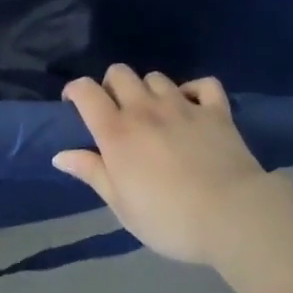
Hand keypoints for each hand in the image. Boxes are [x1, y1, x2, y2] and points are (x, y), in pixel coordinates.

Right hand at [52, 65, 272, 264]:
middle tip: (117, 111)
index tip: (74, 106)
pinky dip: (196, 90)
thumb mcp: (122, 206)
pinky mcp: (216, 111)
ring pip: (156, 77)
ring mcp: (182, 105)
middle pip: (120, 72)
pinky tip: (193, 106)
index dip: (75, 90)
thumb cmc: (169, 219)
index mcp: (117, 131)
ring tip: (155, 112)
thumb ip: (92, 173)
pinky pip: (204, 84)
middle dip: (112, 85)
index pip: (86, 90)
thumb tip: (60, 154)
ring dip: (150, 90)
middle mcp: (145, 109)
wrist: (232, 216)